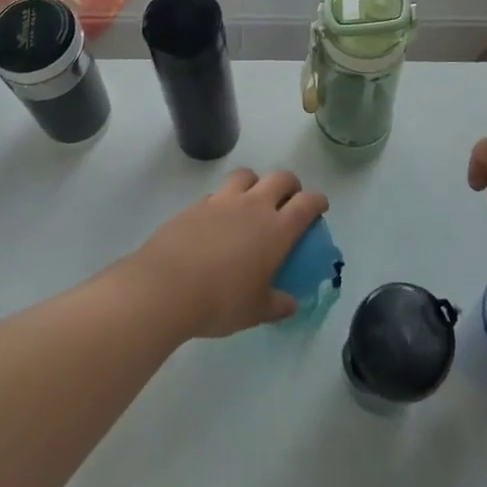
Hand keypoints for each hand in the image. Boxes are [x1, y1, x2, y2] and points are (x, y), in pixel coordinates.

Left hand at [129, 168, 328, 338]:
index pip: (307, 203)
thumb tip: (290, 304)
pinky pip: (218, 193)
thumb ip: (277, 305)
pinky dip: (225, 199)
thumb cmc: (220, 301)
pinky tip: (218, 219)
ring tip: (252, 200)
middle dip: (291, 185)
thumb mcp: (255, 311)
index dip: (318, 201)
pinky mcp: (196, 204)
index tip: (320, 206)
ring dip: (256, 183)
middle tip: (289, 200)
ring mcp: (223, 201)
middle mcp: (253, 206)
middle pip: (281, 178)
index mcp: (276, 229)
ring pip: (247, 175)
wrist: (166, 287)